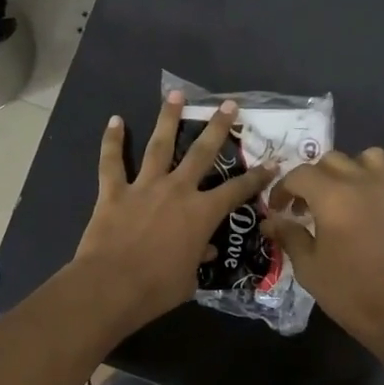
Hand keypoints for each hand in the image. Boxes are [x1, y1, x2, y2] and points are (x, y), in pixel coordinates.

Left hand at [72, 91, 274, 333]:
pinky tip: (114, 120)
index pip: (237, 191)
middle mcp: (177, 191)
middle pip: (202, 152)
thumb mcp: (188, 280)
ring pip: (159, 146)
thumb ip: (197, 260)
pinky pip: (112, 162)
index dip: (256, 178)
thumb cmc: (157, 289)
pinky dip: (112, 141)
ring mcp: (144, 187)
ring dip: (168, 119)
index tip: (271, 164)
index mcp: (201, 213)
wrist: (111, 287)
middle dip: (218, 127)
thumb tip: (206, 252)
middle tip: (228, 105)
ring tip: (175, 95)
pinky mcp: (113, 192)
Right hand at [265, 148, 383, 351]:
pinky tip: (369, 209)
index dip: (282, 189)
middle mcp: (361, 183)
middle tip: (303, 206)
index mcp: (332, 196)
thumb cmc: (347, 291)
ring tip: (340, 195)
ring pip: (366, 158)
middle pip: (331, 161)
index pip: (299, 174)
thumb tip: (270, 220)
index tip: (277, 209)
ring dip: (348, 170)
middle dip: (311, 179)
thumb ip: (288, 235)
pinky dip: (376, 185)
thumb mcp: (307, 266)